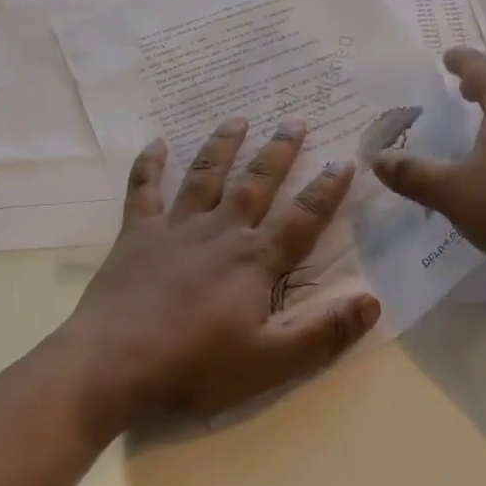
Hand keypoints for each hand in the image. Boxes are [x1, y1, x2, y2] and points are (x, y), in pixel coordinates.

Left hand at [62, 117, 380, 434]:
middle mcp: (220, 231)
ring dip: (223, 146)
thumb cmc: (195, 366)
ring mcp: (176, 228)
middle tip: (295, 120)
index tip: (345, 161)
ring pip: (206, 176)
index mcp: (255, 259)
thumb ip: (323, 333)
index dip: (327, 190)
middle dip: (279, 152)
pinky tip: (156, 143)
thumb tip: (372, 302)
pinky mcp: (137, 234)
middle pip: (257, 183)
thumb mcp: (270, 362)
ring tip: (238, 119)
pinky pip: (144, 190)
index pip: (302, 217)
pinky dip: (149, 165)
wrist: (113, 364)